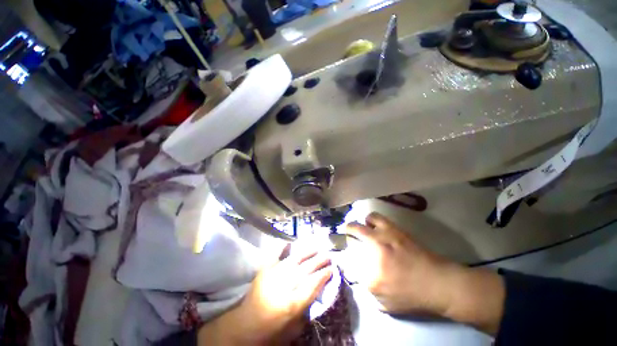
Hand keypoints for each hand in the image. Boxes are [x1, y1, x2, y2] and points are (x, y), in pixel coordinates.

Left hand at [198, 245, 332, 344]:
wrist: (244, 328)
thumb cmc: (270, 333)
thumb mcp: (293, 329)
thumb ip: (305, 310)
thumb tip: (315, 292)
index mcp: (291, 304)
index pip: (312, 285)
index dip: (323, 275)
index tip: (331, 269)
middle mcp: (283, 287)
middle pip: (305, 270)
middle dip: (318, 261)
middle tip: (328, 255)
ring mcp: (272, 276)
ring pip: (293, 261)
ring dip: (306, 253)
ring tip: (315, 247)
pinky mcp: (263, 272)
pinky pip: (273, 256)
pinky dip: (280, 248)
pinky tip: (288, 242)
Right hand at [345, 212, 504, 334]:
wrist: (439, 283)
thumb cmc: (412, 297)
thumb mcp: (386, 304)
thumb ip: (366, 288)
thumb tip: (355, 273)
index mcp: (371, 273)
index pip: (347, 257)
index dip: (343, 254)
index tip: (343, 254)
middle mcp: (375, 249)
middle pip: (352, 230)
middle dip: (346, 230)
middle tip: (346, 232)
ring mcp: (385, 236)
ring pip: (365, 220)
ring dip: (361, 223)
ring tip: (364, 229)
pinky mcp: (395, 229)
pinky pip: (377, 217)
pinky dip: (372, 220)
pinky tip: (375, 226)